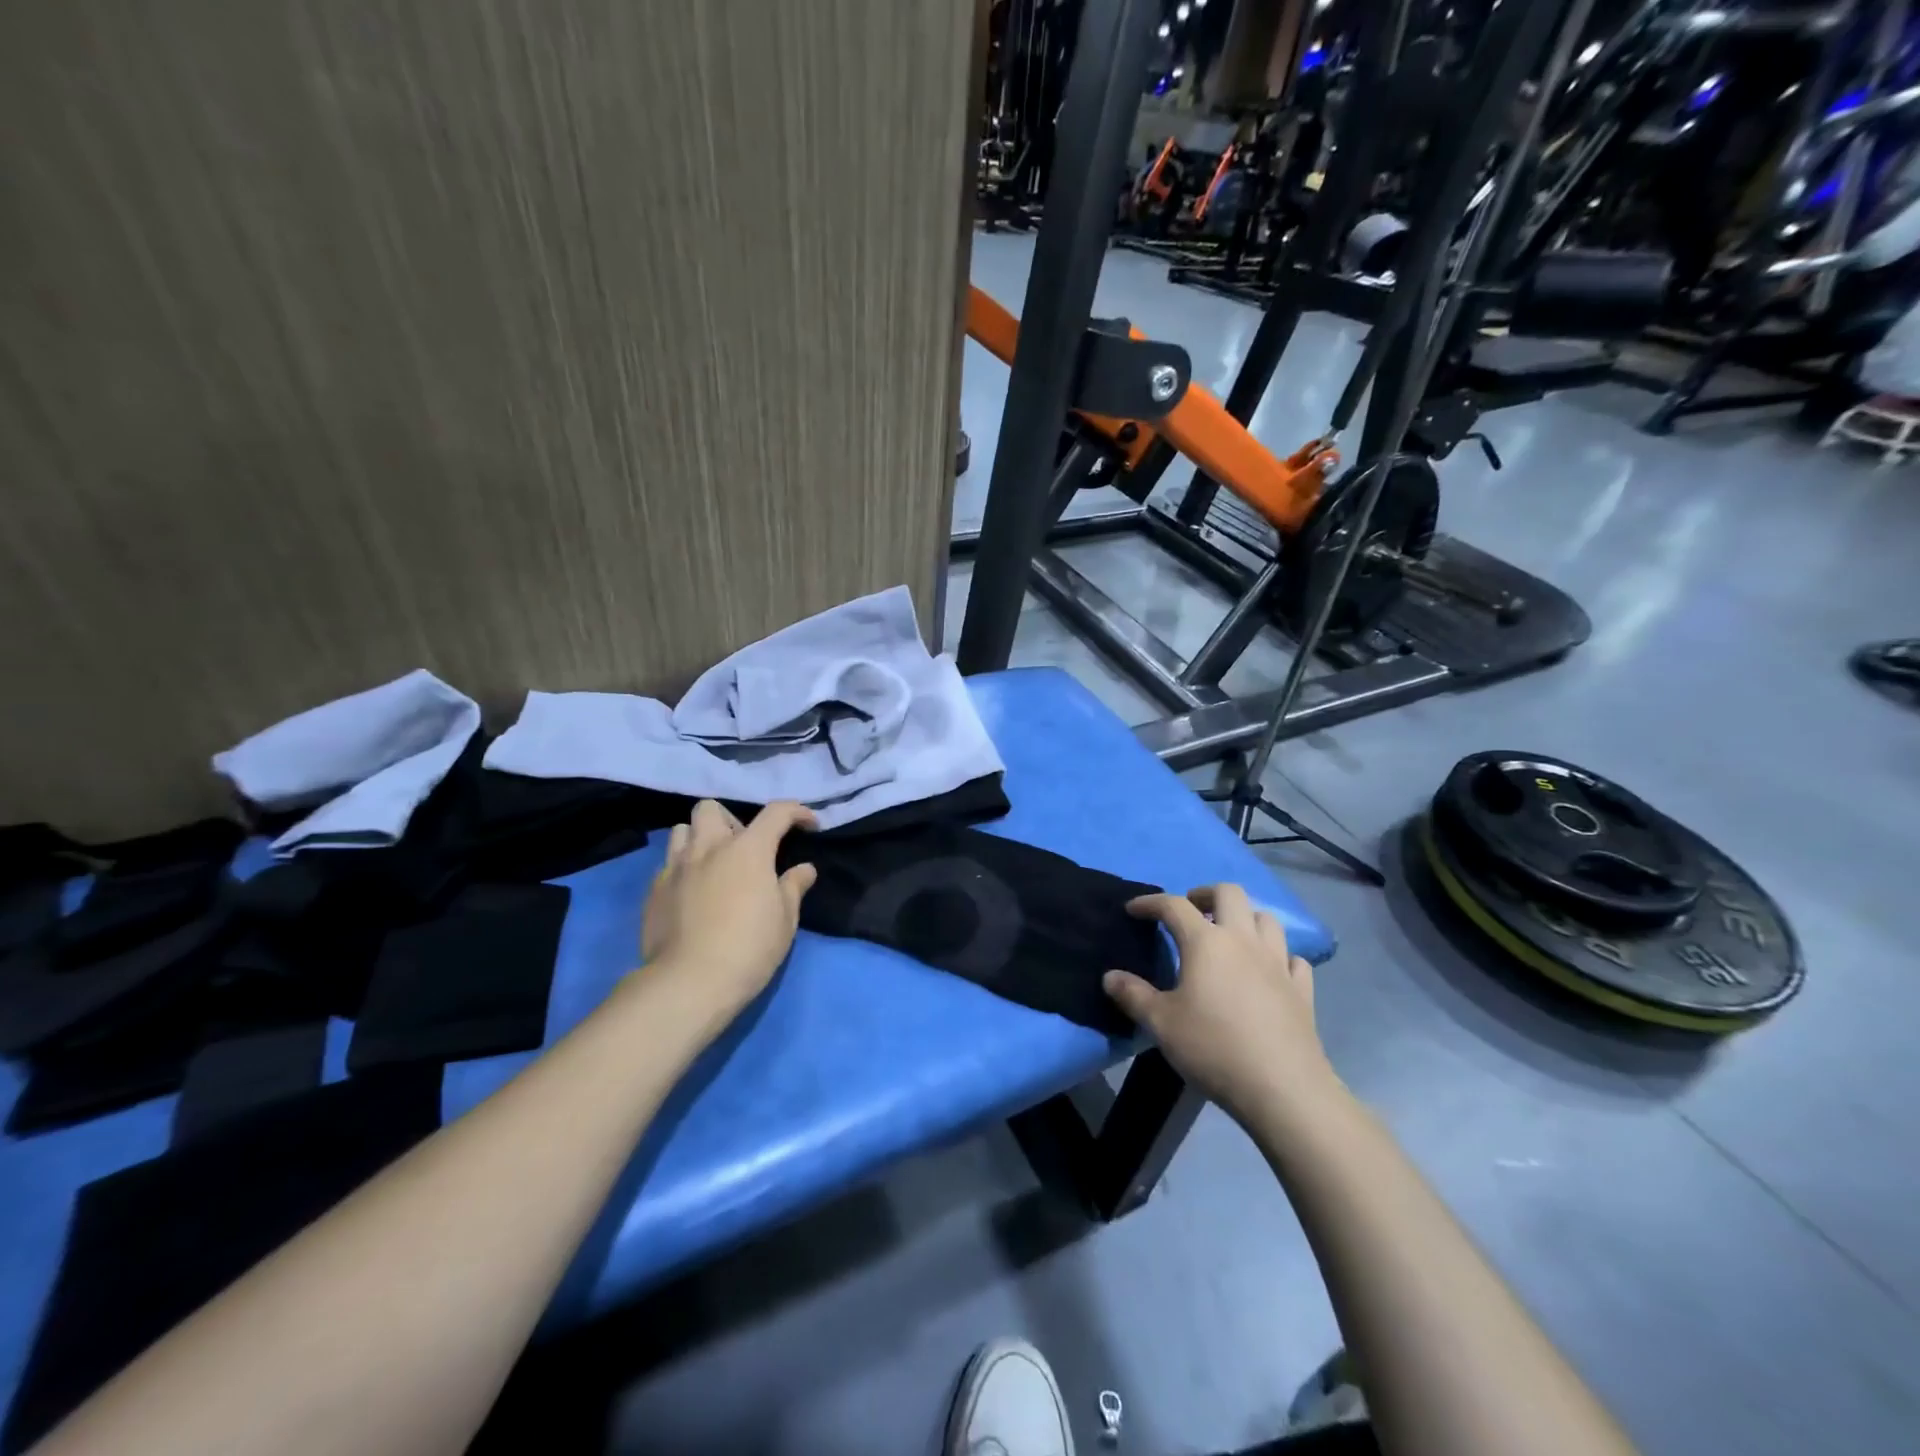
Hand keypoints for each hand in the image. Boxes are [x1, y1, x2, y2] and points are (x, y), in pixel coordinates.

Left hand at [638, 800, 817, 1019]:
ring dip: (700, 839)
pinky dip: (684, 869)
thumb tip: (804, 869)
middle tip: (744, 848)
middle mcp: (708, 848)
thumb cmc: (749, 948)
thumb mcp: (785, 920)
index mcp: (748, 849)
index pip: (776, 812)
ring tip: (713, 865)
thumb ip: (794, 887)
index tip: (809, 825)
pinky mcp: (654, 891)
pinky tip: (693, 894)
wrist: (689, 983)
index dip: (797, 812)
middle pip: (711, 809)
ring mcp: (676, 867)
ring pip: (682, 831)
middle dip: (730, 820)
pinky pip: (668, 865)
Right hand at [1104, 884, 1342, 1128]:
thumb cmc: (1213, 1048)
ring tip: (1230, 936)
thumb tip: (1109, 976)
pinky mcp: (1302, 990)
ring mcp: (1278, 963)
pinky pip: (1293, 958)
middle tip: (1191, 910)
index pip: (1173, 906)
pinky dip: (1279, 956)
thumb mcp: (1161, 1024)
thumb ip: (1133, 995)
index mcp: (1206, 942)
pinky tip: (1269, 971)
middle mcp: (1243, 941)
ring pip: (1266, 919)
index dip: (1150, 902)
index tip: (1134, 910)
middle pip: (1229, 893)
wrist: (1282, 1088)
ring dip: (1245, 918)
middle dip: (1206, 893)